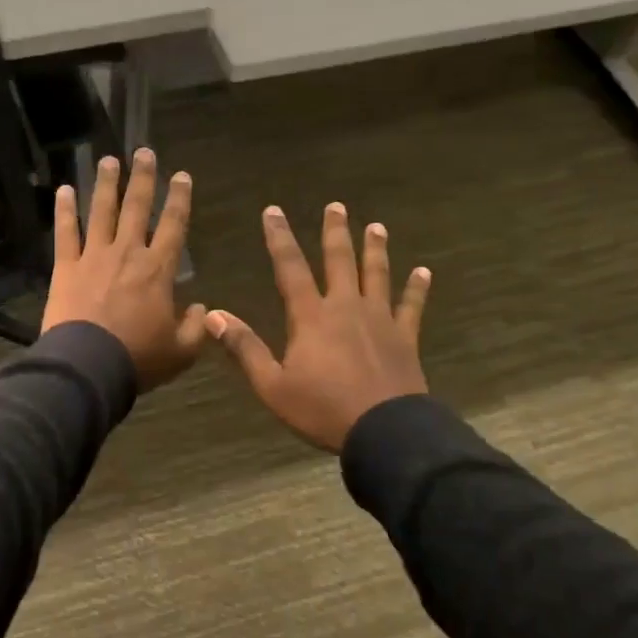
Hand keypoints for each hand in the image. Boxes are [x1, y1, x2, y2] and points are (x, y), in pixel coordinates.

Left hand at [42, 149, 207, 390]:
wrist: (88, 366)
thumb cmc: (138, 359)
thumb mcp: (181, 351)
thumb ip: (196, 328)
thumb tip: (203, 308)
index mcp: (157, 269)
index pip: (173, 225)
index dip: (179, 199)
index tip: (181, 176)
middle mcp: (127, 253)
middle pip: (136, 207)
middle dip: (143, 178)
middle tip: (144, 152)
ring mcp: (94, 256)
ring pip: (101, 211)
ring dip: (106, 184)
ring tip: (109, 160)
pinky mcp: (66, 266)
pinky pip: (65, 232)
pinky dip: (64, 210)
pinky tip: (63, 189)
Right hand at [207, 203, 430, 451]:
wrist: (385, 431)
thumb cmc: (323, 409)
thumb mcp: (273, 385)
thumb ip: (244, 348)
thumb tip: (214, 315)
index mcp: (311, 317)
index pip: (290, 268)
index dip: (279, 238)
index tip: (273, 210)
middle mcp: (346, 307)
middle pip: (340, 261)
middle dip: (335, 232)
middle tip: (336, 206)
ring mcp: (379, 319)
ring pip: (377, 274)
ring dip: (375, 249)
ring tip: (376, 227)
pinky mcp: (404, 337)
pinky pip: (411, 306)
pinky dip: (417, 288)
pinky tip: (424, 272)